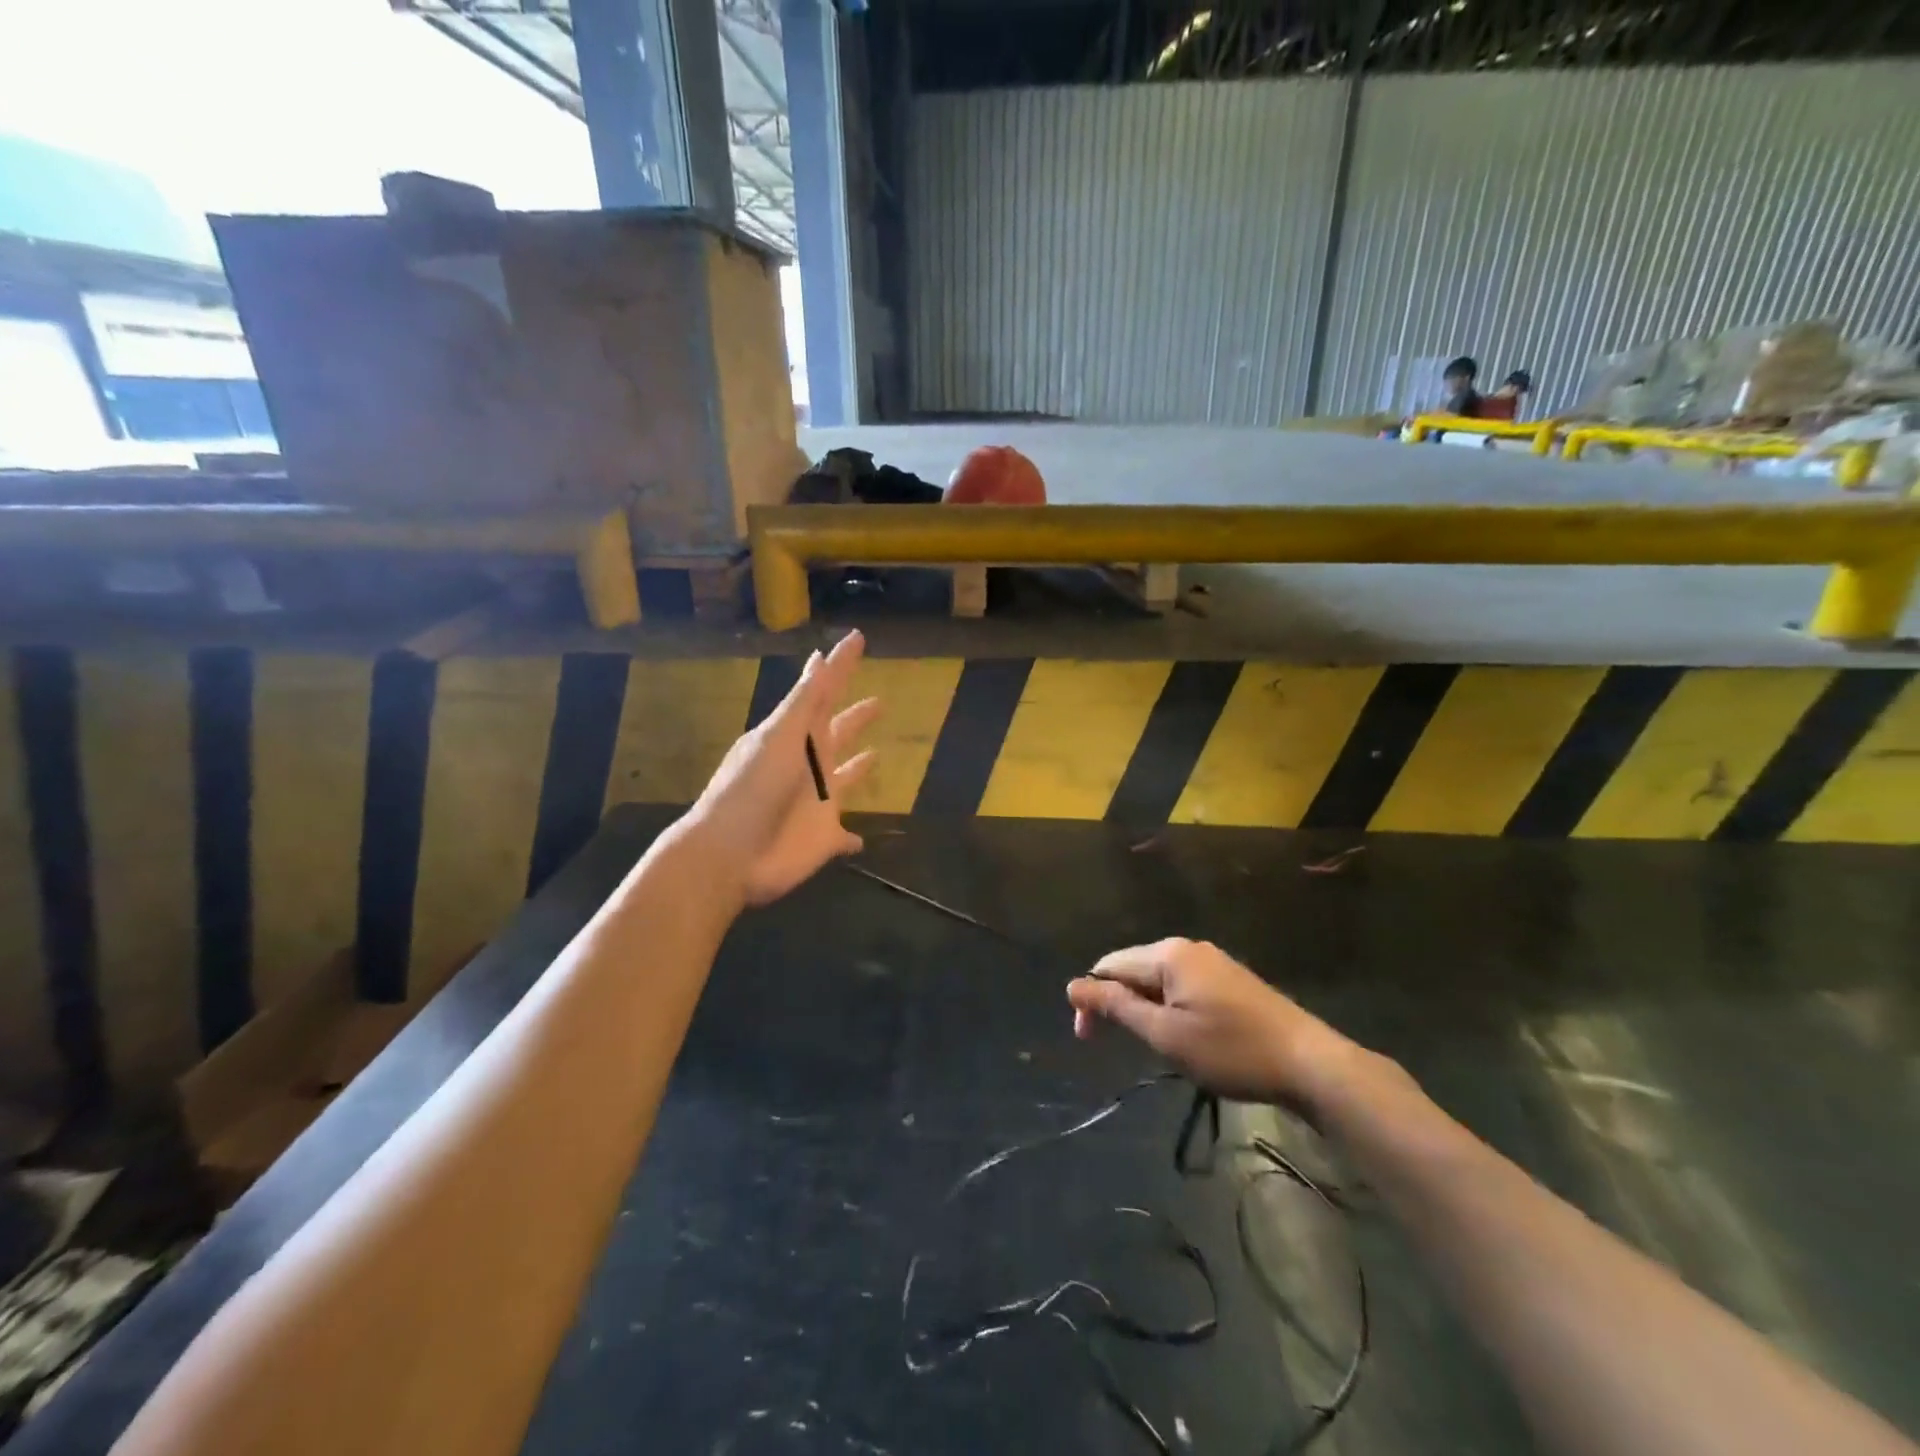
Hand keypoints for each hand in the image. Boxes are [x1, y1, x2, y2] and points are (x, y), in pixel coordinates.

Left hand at [687, 631, 878, 905]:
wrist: (729, 853)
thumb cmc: (752, 789)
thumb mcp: (778, 737)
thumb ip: (805, 703)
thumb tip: (820, 658)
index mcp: (797, 736)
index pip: (824, 692)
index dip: (840, 666)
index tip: (856, 639)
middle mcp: (810, 765)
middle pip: (839, 734)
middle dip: (856, 717)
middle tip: (879, 702)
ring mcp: (818, 802)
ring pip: (844, 780)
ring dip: (858, 768)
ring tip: (875, 756)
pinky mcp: (824, 839)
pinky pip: (844, 837)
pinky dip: (853, 839)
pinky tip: (860, 841)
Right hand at [1066, 938, 1346, 1103]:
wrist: (1308, 1062)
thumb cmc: (1230, 1050)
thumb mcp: (1165, 1034)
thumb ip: (1117, 1007)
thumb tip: (1073, 985)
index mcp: (1167, 954)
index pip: (1109, 966)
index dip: (1090, 999)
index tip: (1087, 1039)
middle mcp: (1187, 947)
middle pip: (1133, 968)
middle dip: (1117, 1003)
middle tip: (1116, 1045)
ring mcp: (1211, 960)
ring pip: (1158, 978)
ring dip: (1144, 1007)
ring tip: (1152, 1043)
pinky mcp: (1229, 977)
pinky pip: (1182, 984)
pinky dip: (1168, 1006)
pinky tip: (1181, 1033)